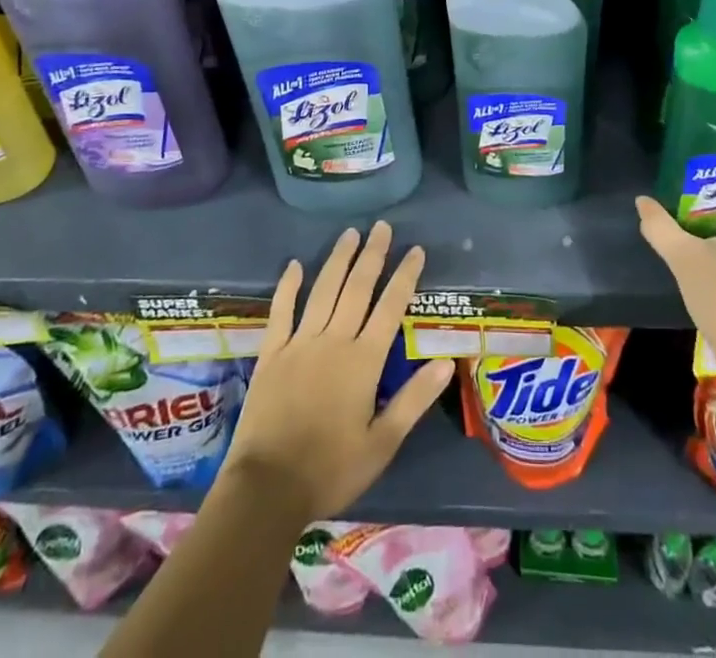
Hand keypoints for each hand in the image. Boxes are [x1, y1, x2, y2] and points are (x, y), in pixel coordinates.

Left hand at [225, 221, 454, 521]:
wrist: (267, 488)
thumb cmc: (331, 470)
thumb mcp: (382, 443)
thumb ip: (414, 400)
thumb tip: (447, 362)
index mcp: (364, 361)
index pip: (391, 307)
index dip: (405, 276)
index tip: (416, 250)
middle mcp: (334, 341)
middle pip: (357, 288)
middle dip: (373, 254)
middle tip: (382, 226)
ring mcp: (300, 343)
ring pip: (323, 290)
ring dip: (338, 260)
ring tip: (350, 234)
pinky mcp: (271, 353)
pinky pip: (281, 311)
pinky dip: (288, 286)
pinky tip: (295, 264)